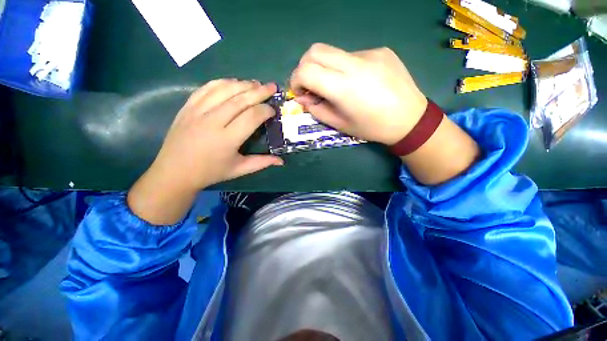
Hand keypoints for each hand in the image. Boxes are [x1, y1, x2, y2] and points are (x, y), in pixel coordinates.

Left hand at [151, 79, 282, 189]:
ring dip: (242, 84)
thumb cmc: (210, 172)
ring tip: (256, 83)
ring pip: (223, 90)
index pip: (251, 117)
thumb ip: (262, 163)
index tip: (273, 110)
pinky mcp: (187, 107)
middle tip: (272, 87)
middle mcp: (212, 121)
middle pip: (240, 99)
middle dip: (259, 91)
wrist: (175, 172)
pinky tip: (233, 83)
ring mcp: (197, 111)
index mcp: (227, 139)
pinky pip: (207, 88)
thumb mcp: (239, 170)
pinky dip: (222, 83)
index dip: (265, 110)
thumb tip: (281, 161)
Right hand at [290, 43, 427, 144]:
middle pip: (315, 50)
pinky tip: (357, 82)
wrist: (410, 119)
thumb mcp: (340, 125)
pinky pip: (352, 55)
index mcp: (344, 87)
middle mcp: (355, 63)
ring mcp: (370, 53)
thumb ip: (317, 109)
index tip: (299, 92)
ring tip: (336, 86)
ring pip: (333, 52)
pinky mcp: (381, 50)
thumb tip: (302, 98)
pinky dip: (344, 68)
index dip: (296, 80)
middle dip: (305, 67)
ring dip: (325, 68)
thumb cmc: (372, 128)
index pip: (306, 70)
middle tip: (310, 85)